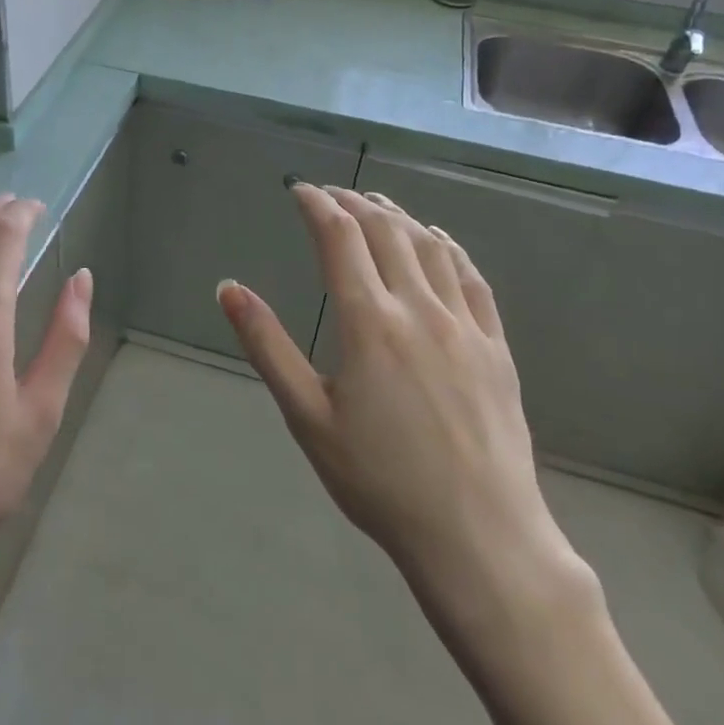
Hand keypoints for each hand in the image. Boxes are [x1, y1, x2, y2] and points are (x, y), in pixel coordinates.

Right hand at [218, 186, 589, 633]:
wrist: (478, 534)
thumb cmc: (379, 481)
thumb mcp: (307, 417)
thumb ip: (267, 346)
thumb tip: (228, 289)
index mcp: (369, 323)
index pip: (340, 239)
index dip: (318, 205)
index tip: (300, 190)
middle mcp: (418, 308)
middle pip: (386, 231)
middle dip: (354, 203)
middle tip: (331, 195)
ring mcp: (464, 324)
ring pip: (430, 246)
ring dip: (399, 215)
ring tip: (376, 204)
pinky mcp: (494, 345)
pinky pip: (471, 277)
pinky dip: (448, 246)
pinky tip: (437, 239)